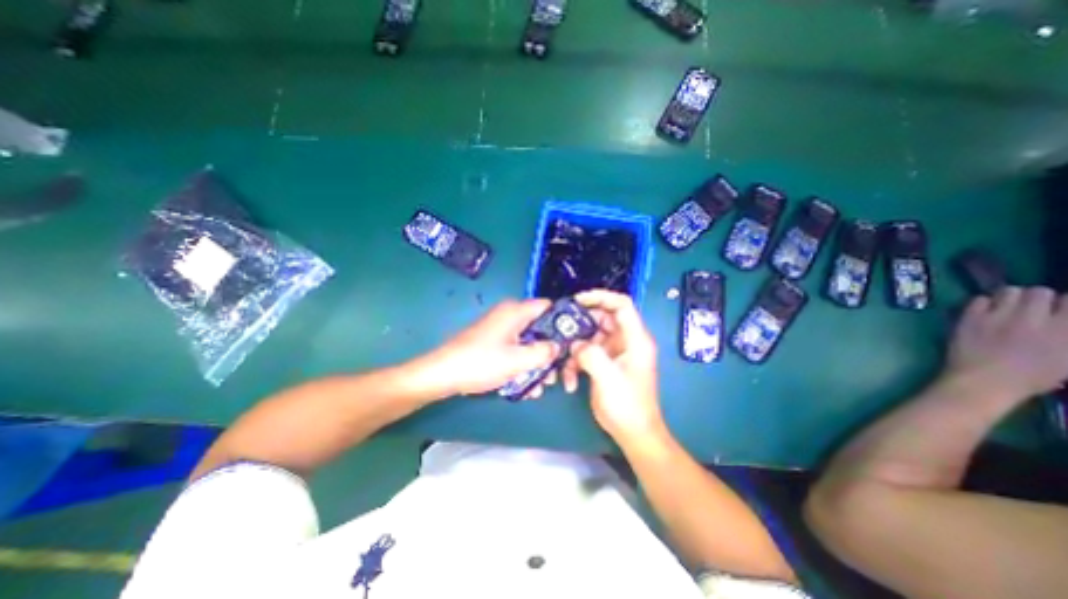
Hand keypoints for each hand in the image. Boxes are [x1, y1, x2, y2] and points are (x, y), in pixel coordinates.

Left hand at [420, 297, 558, 397]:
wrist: (443, 374)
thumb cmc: (481, 362)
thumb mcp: (518, 360)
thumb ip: (544, 352)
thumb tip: (558, 346)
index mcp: (516, 311)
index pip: (549, 307)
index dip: (564, 321)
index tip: (573, 341)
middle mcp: (510, 315)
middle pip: (540, 328)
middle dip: (549, 351)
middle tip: (555, 373)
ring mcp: (501, 328)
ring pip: (529, 342)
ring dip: (536, 363)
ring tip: (540, 386)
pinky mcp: (494, 341)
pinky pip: (516, 349)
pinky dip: (522, 364)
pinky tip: (525, 386)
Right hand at [562, 291, 663, 445]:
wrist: (633, 433)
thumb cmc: (627, 405)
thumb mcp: (607, 377)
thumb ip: (590, 354)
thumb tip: (575, 344)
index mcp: (635, 339)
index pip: (621, 305)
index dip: (601, 296)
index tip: (578, 300)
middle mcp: (626, 341)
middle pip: (602, 319)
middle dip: (580, 326)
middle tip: (562, 331)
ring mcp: (615, 352)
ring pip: (590, 337)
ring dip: (575, 350)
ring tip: (565, 366)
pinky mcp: (605, 363)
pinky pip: (587, 353)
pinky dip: (576, 363)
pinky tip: (570, 381)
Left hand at [945, 285, 1067, 402]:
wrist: (984, 380)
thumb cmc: (1031, 376)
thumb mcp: (1067, 358)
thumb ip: (1066, 335)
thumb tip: (1060, 321)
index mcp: (1067, 330)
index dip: (1063, 304)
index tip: (1056, 310)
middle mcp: (1034, 319)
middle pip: (1039, 291)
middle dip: (1036, 299)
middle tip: (1029, 309)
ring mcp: (998, 316)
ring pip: (1009, 291)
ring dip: (1009, 298)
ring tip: (1006, 308)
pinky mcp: (970, 318)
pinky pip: (979, 299)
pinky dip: (983, 304)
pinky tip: (984, 313)